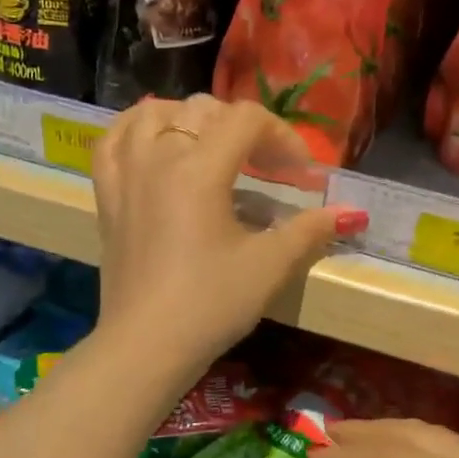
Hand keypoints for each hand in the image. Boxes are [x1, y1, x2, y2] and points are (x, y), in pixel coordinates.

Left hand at [91, 95, 363, 375]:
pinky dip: (135, 130)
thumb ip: (310, 231)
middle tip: (267, 166)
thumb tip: (351, 214)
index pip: (246, 120)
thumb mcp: (269, 266)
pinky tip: (152, 141)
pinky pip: (113, 142)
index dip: (282, 136)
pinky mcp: (107, 197)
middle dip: (244, 129)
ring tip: (211, 143)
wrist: (146, 346)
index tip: (301, 174)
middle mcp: (158, 158)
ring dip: (189, 118)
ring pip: (152, 114)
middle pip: (203, 111)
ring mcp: (126, 175)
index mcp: (199, 169)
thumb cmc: (211, 305)